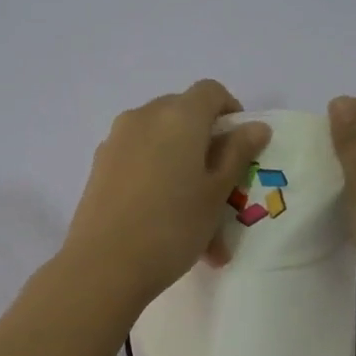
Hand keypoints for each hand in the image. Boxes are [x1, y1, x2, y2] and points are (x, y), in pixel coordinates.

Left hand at [62, 80, 270, 307]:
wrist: (104, 264)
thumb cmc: (173, 226)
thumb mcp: (216, 193)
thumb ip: (237, 153)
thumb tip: (255, 126)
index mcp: (179, 116)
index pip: (210, 91)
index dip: (230, 110)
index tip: (241, 145)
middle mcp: (144, 117)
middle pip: (182, 114)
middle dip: (204, 142)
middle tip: (220, 184)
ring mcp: (117, 140)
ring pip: (159, 142)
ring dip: (181, 167)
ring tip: (196, 218)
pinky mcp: (100, 165)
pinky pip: (138, 160)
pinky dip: (157, 179)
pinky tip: (164, 222)